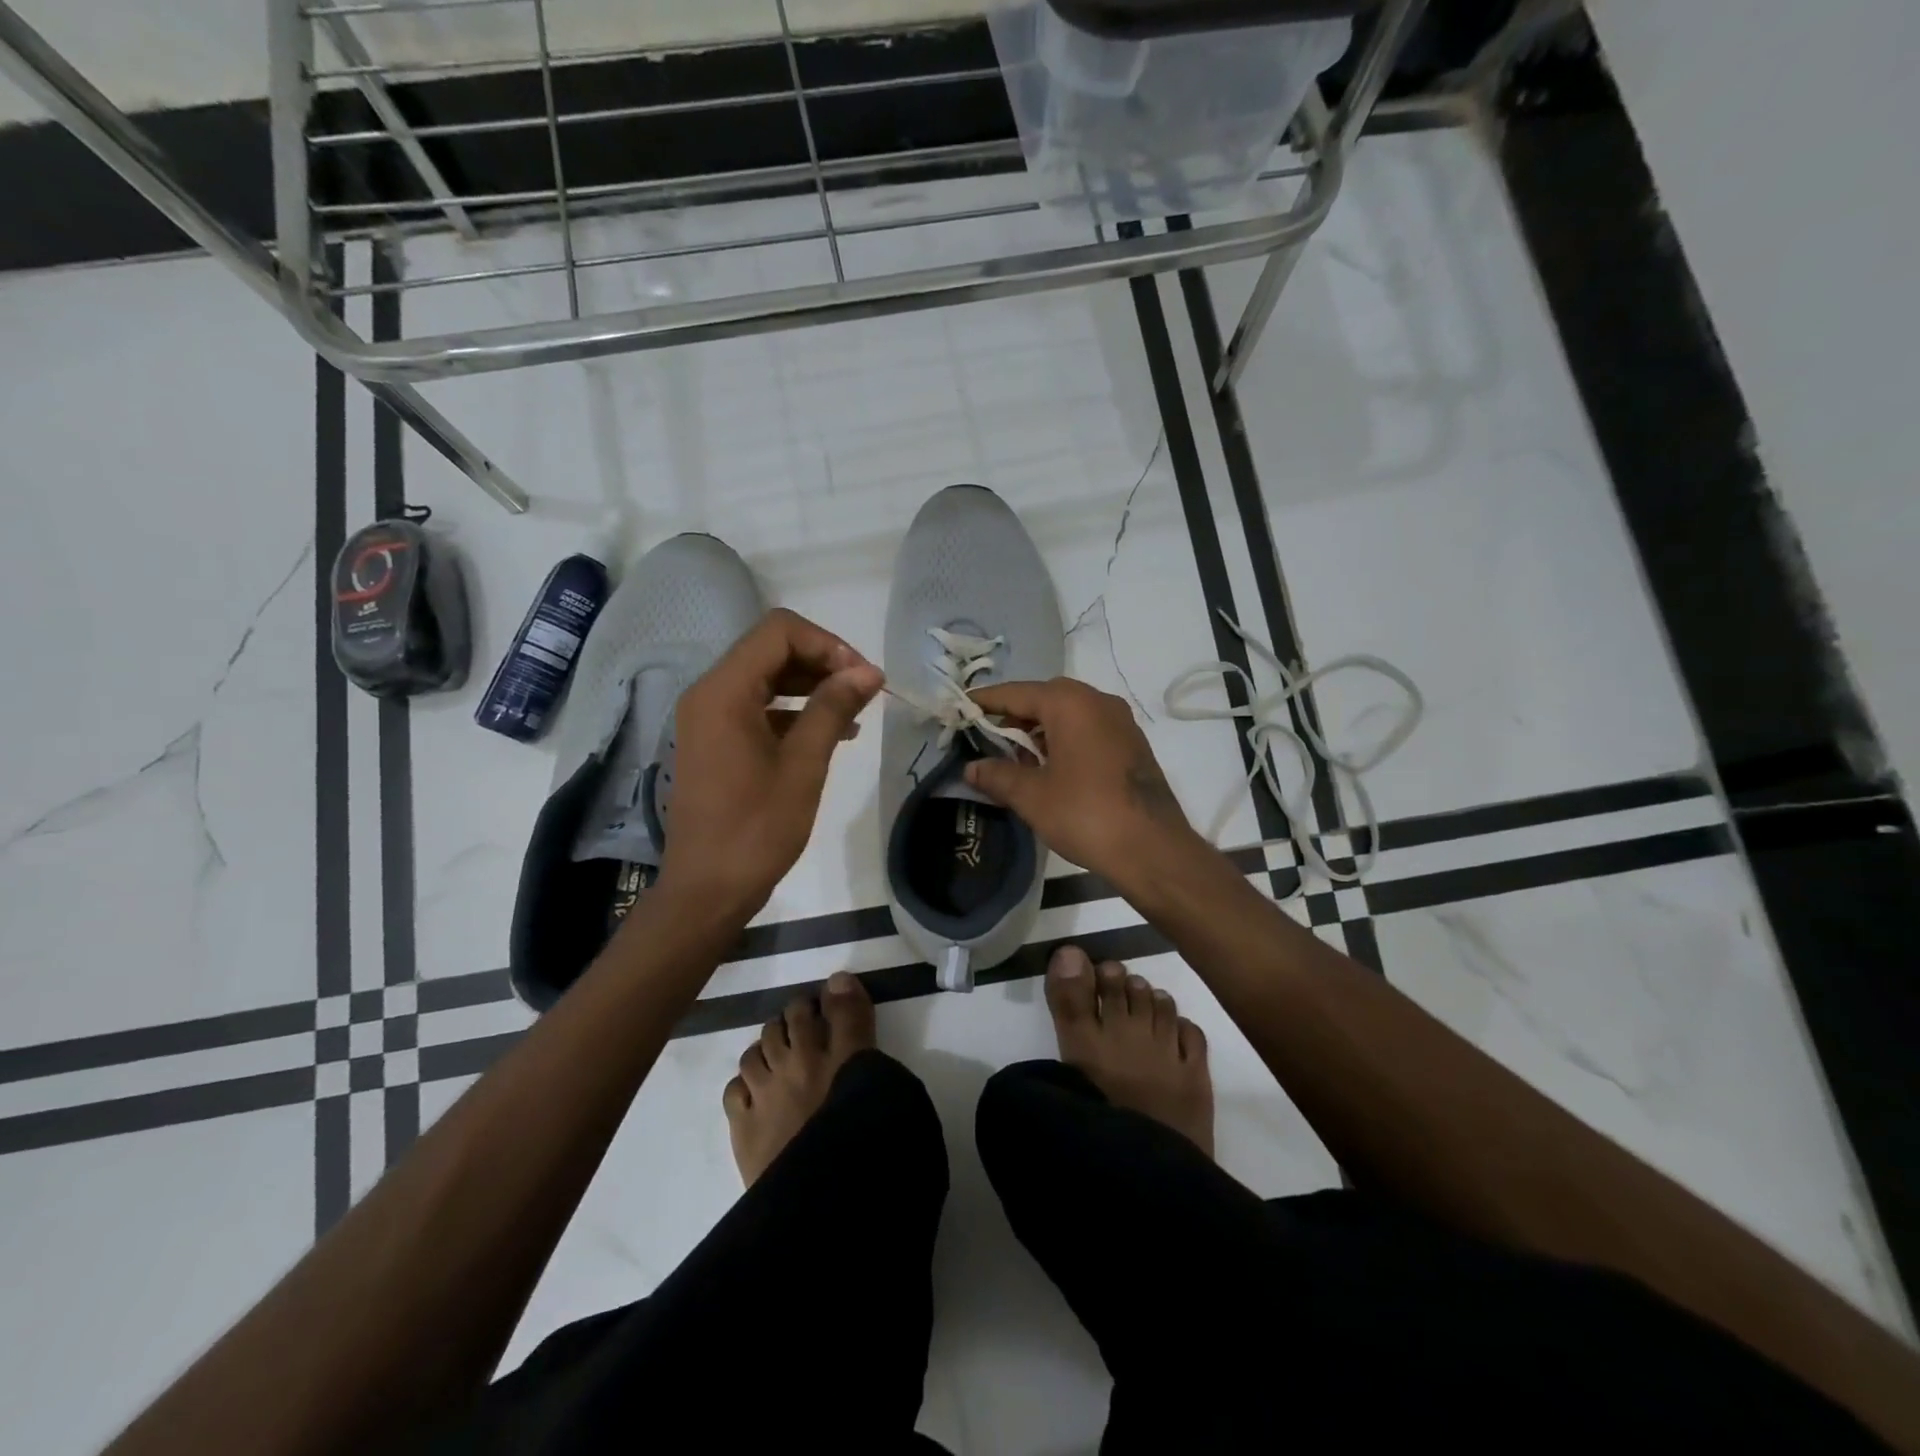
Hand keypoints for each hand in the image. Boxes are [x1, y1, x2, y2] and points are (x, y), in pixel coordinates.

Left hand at [657, 609, 882, 920]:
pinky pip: (758, 707)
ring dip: (812, 686)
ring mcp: (708, 717)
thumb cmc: (756, 829)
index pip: (779, 632)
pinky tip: (830, 734)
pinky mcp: (715, 741)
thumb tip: (869, 671)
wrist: (708, 890)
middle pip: (772, 649)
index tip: (863, 678)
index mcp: (724, 691)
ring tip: (854, 714)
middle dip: (823, 662)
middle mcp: (709, 693)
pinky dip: (794, 711)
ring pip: (767, 677)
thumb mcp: (803, 765)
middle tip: (864, 693)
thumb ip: (833, 708)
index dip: (828, 645)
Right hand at [964, 678, 1200, 889]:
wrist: (1152, 849)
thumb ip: (997, 775)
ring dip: (1040, 730)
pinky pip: (1088, 729)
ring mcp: (1120, 722)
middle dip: (1014, 716)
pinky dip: (1064, 740)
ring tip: (1016, 760)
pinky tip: (1050, 770)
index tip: (961, 706)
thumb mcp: (1032, 796)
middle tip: (988, 738)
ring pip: (1069, 714)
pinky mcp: (1132, 744)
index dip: (986, 701)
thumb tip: (971, 768)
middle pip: (1045, 698)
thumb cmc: (1086, 814)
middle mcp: (1098, 702)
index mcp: (1070, 704)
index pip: (1016, 693)